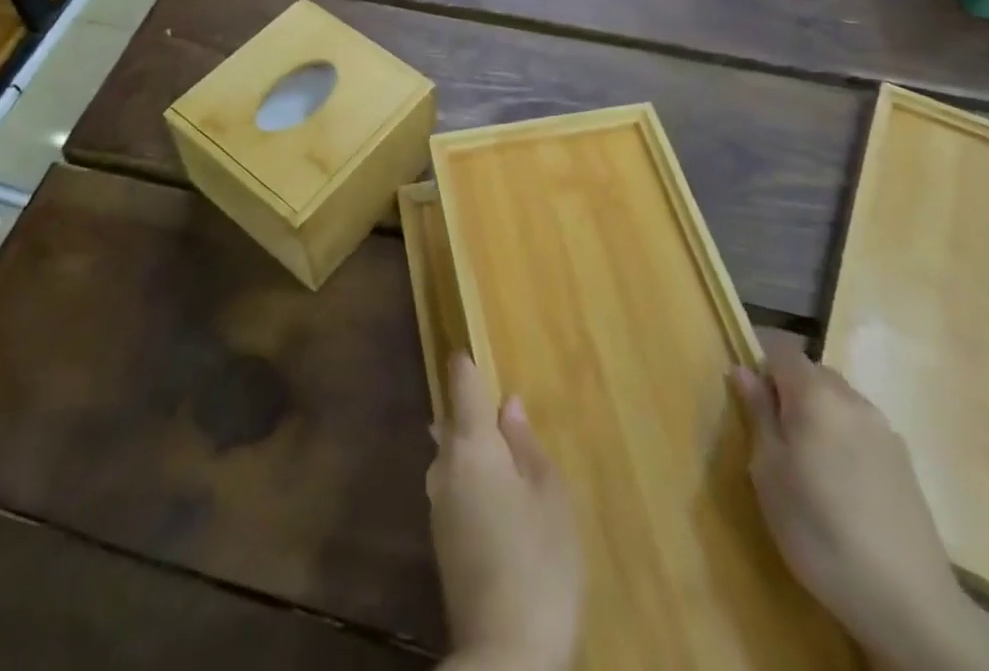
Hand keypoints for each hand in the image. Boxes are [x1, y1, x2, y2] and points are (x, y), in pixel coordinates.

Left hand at [429, 353, 581, 670]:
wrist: (503, 654)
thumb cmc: (539, 561)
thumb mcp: (549, 495)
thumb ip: (526, 444)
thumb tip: (508, 404)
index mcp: (472, 445)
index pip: (461, 385)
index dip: (465, 364)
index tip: (466, 348)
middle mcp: (445, 466)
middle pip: (451, 422)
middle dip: (469, 410)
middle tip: (495, 405)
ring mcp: (438, 505)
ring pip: (450, 457)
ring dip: (469, 448)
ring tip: (500, 452)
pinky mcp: (441, 540)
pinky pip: (453, 488)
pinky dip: (470, 479)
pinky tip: (493, 498)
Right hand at [731, 345, 988, 670]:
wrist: (909, 603)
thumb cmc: (819, 528)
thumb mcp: (769, 471)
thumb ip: (757, 413)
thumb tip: (743, 370)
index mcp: (816, 393)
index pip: (781, 349)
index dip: (759, 361)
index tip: (745, 393)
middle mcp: (852, 399)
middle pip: (812, 372)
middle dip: (787, 388)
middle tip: (770, 430)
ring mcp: (884, 430)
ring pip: (838, 400)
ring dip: (816, 412)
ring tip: (804, 458)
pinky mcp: (904, 462)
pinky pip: (860, 428)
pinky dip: (841, 436)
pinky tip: (838, 481)